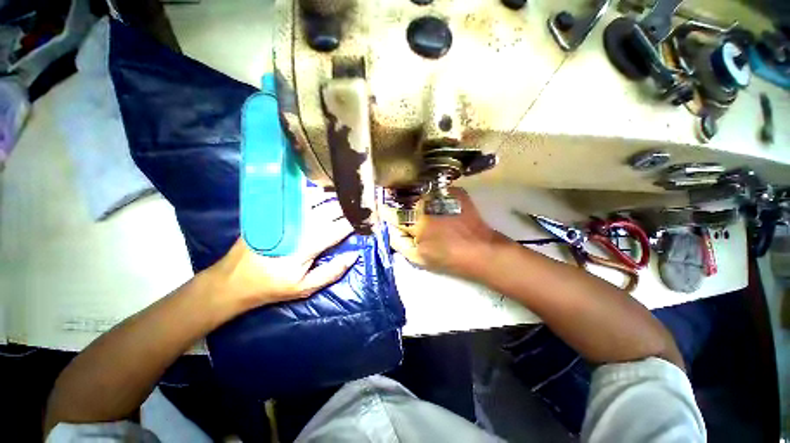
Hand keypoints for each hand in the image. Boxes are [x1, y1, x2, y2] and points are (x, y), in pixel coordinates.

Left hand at [205, 189, 356, 310]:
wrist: (234, 280)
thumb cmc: (272, 286)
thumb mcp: (305, 288)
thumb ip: (332, 272)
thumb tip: (353, 256)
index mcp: (307, 247)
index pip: (337, 230)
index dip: (353, 224)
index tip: (365, 220)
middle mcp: (298, 228)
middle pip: (328, 212)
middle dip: (346, 208)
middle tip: (359, 205)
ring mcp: (285, 218)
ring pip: (315, 202)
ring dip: (333, 198)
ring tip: (346, 196)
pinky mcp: (275, 214)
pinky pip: (298, 199)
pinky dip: (313, 194)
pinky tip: (322, 193)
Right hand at [390, 188, 508, 277]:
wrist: (480, 249)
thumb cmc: (447, 257)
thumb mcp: (417, 258)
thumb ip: (399, 242)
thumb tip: (391, 228)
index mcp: (415, 222)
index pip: (391, 212)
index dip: (386, 212)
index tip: (386, 213)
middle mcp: (426, 204)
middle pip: (403, 198)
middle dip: (398, 203)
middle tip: (400, 208)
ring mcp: (441, 195)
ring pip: (417, 191)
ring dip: (413, 196)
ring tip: (415, 204)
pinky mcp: (454, 192)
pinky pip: (434, 190)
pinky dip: (430, 195)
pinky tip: (433, 202)